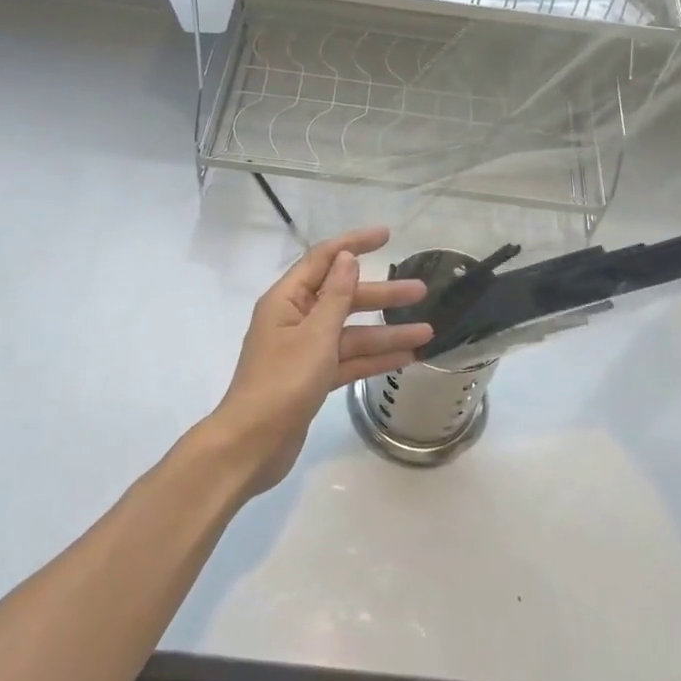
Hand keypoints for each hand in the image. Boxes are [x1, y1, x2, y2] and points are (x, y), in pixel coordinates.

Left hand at [207, 227, 431, 496]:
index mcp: (287, 300)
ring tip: (428, 331)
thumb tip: (347, 256)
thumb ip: (336, 296)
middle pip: (344, 297)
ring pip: (351, 332)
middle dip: (382, 294)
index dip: (355, 243)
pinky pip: (349, 359)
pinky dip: (375, 359)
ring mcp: (304, 350)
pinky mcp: (313, 378)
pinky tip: (408, 358)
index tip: (387, 235)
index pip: (324, 259)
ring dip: (386, 332)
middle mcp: (295, 319)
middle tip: (421, 290)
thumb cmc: (282, 383)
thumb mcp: (315, 335)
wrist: (252, 445)